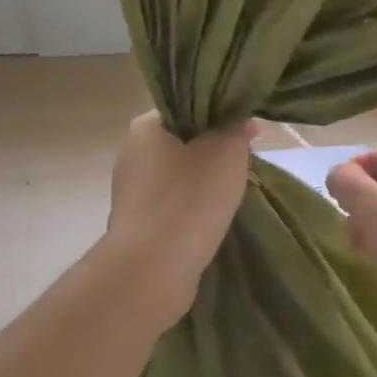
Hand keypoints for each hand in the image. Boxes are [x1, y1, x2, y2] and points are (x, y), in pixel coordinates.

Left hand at [107, 112, 254, 314]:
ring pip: (178, 176)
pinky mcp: (137, 225)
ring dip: (204, 182)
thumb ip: (236, 127)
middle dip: (213, 151)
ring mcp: (130, 192)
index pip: (187, 107)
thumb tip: (241, 120)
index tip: (246, 133)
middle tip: (244, 163)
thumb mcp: (227, 150)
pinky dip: (192, 208)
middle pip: (184, 141)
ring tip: (232, 194)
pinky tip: (212, 219)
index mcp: (145, 127)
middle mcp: (131, 154)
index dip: (220, 116)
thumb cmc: (190, 198)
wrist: (153, 269)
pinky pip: (172, 205)